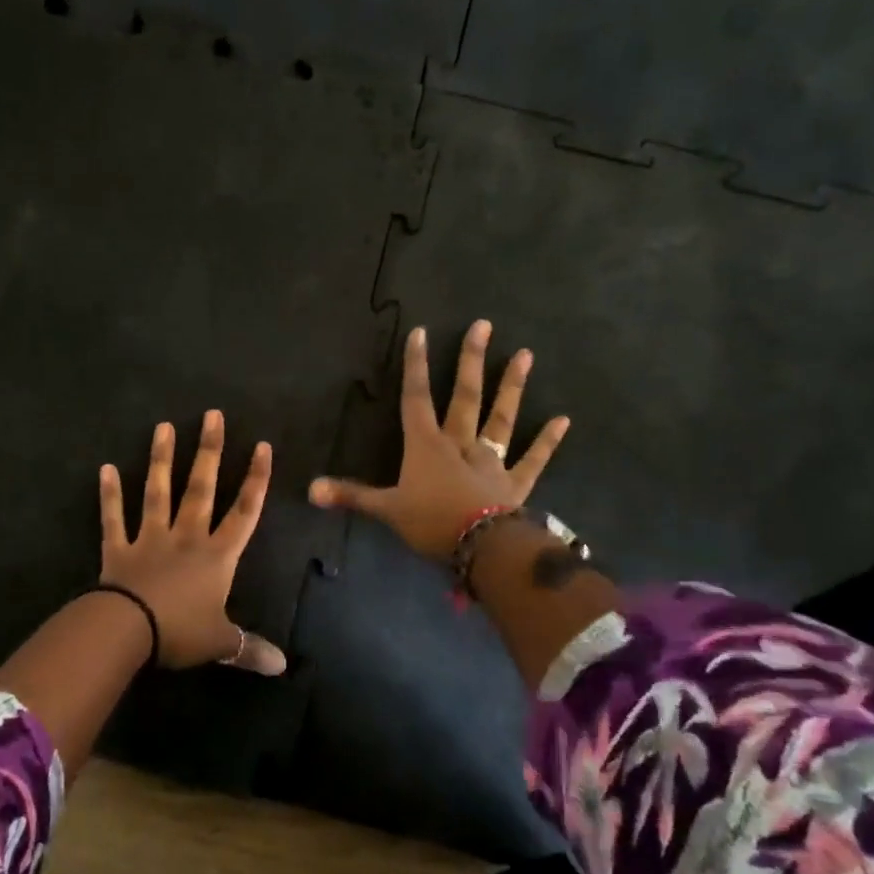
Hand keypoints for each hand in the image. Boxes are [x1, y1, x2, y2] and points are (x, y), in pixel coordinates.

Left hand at [99, 411, 285, 674]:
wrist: (129, 631)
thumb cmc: (180, 632)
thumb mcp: (220, 642)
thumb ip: (250, 649)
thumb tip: (283, 666)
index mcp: (217, 555)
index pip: (244, 510)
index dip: (256, 479)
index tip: (262, 445)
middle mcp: (187, 536)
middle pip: (201, 487)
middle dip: (209, 451)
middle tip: (212, 415)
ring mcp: (151, 538)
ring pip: (158, 492)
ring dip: (161, 459)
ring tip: (163, 426)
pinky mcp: (119, 548)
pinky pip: (114, 518)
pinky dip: (109, 495)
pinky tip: (106, 468)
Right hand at [308, 319, 569, 559]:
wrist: (482, 548)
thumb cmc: (432, 523)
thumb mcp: (386, 510)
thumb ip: (351, 495)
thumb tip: (309, 490)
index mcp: (426, 446)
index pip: (416, 399)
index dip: (416, 366)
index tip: (420, 332)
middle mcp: (460, 444)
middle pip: (465, 396)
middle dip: (471, 361)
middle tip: (484, 325)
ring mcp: (491, 461)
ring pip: (501, 419)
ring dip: (511, 387)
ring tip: (525, 355)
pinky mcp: (515, 483)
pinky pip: (533, 459)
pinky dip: (547, 441)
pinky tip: (563, 420)